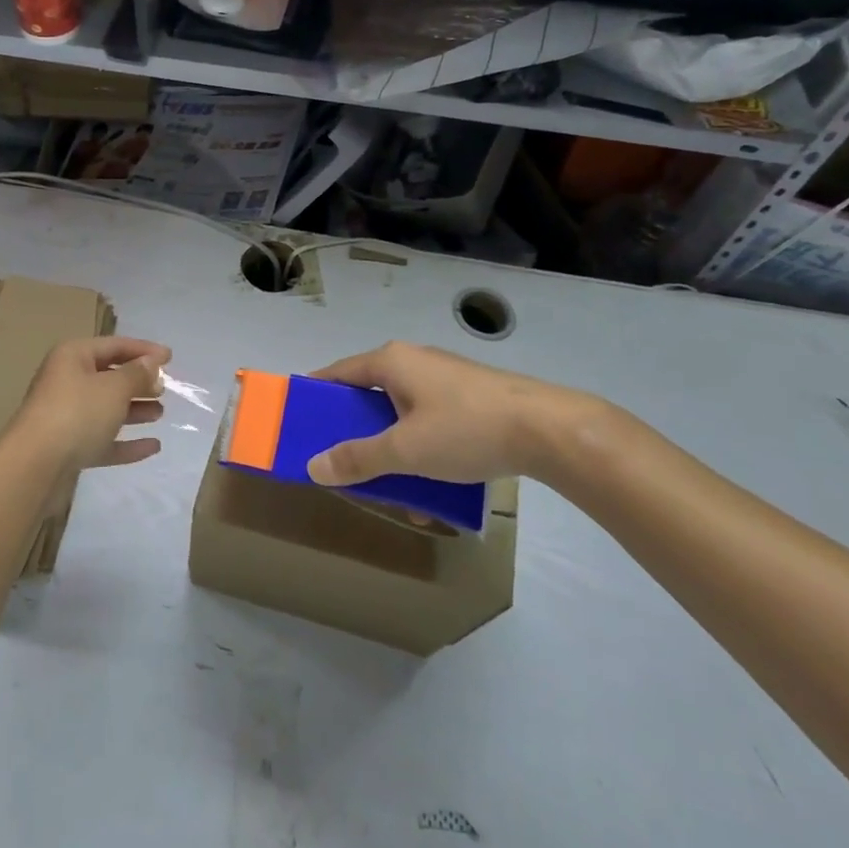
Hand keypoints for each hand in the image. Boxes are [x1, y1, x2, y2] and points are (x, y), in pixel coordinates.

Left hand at [12, 336, 170, 473]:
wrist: (34, 467)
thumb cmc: (76, 413)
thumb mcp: (114, 388)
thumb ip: (137, 374)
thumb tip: (151, 364)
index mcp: (73, 357)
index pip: (114, 345)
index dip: (143, 350)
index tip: (171, 358)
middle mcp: (67, 381)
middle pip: (109, 376)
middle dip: (138, 382)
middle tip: (164, 389)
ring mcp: (67, 417)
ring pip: (107, 408)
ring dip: (134, 410)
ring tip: (160, 413)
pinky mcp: (69, 448)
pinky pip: (104, 439)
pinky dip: (126, 441)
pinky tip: (153, 446)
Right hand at [305, 341, 611, 487]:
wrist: (550, 429)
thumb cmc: (466, 429)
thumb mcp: (405, 450)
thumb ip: (358, 459)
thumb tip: (313, 466)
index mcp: (391, 361)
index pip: (337, 373)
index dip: (315, 395)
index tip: (299, 421)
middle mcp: (414, 361)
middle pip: (369, 394)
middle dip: (357, 432)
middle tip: (343, 462)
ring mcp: (444, 377)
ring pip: (402, 412)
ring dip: (392, 448)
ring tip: (392, 486)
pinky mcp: (470, 396)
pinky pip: (430, 420)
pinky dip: (422, 448)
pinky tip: (433, 485)